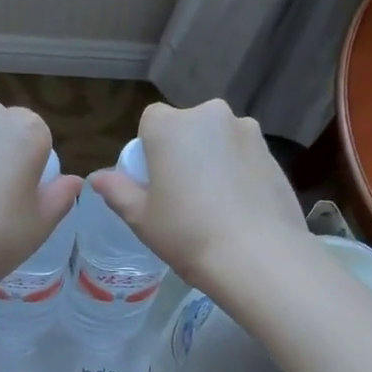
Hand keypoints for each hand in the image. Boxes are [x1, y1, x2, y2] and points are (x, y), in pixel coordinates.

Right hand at [91, 100, 311, 289]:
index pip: (151, 121)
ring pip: (218, 140)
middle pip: (188, 127)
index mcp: (171, 125)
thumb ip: (117, 191)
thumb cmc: (188, 234)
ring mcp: (247, 132)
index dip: (150, 150)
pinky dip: (238, 173)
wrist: (258, 256)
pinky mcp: (273, 153)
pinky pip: (243, 157)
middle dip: (183, 151)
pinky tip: (239, 208)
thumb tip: (98, 177)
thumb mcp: (141, 218)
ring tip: (215, 205)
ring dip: (212, 160)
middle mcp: (211, 115)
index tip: (155, 182)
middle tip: (183, 196)